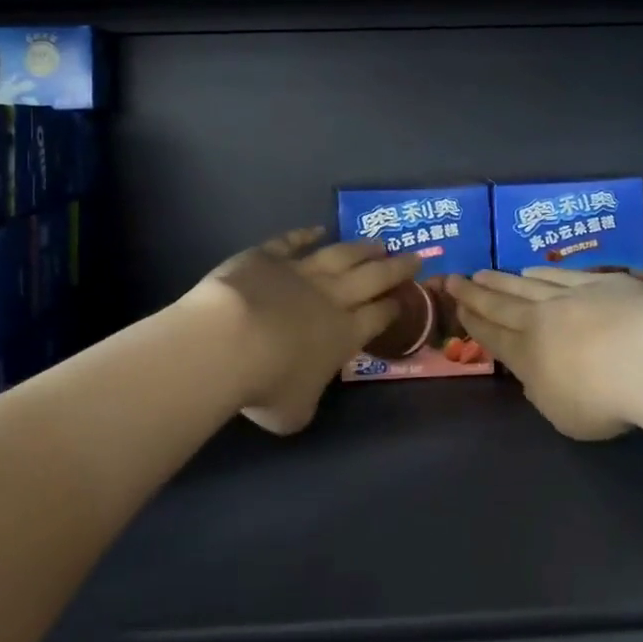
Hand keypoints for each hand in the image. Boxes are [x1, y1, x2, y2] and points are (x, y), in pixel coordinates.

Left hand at [195, 228, 421, 434]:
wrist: (229, 340)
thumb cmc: (267, 384)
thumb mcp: (295, 412)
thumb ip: (307, 399)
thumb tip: (304, 395)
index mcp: (344, 336)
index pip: (379, 317)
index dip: (394, 307)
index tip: (406, 296)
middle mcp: (331, 298)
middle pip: (372, 278)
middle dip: (395, 268)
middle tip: (414, 256)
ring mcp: (300, 272)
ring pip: (340, 255)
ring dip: (361, 248)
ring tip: (379, 242)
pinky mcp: (269, 256)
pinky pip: (292, 241)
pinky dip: (305, 233)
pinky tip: (317, 229)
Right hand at [447, 268, 642, 440]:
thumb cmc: (603, 399)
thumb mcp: (563, 416)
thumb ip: (543, 393)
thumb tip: (534, 376)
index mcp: (527, 356)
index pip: (492, 335)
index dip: (472, 322)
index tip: (456, 306)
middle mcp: (539, 320)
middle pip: (500, 304)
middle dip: (474, 293)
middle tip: (453, 278)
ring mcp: (568, 296)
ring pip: (525, 285)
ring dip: (501, 280)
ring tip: (484, 273)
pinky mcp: (599, 282)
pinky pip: (560, 274)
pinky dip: (541, 273)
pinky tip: (531, 270)